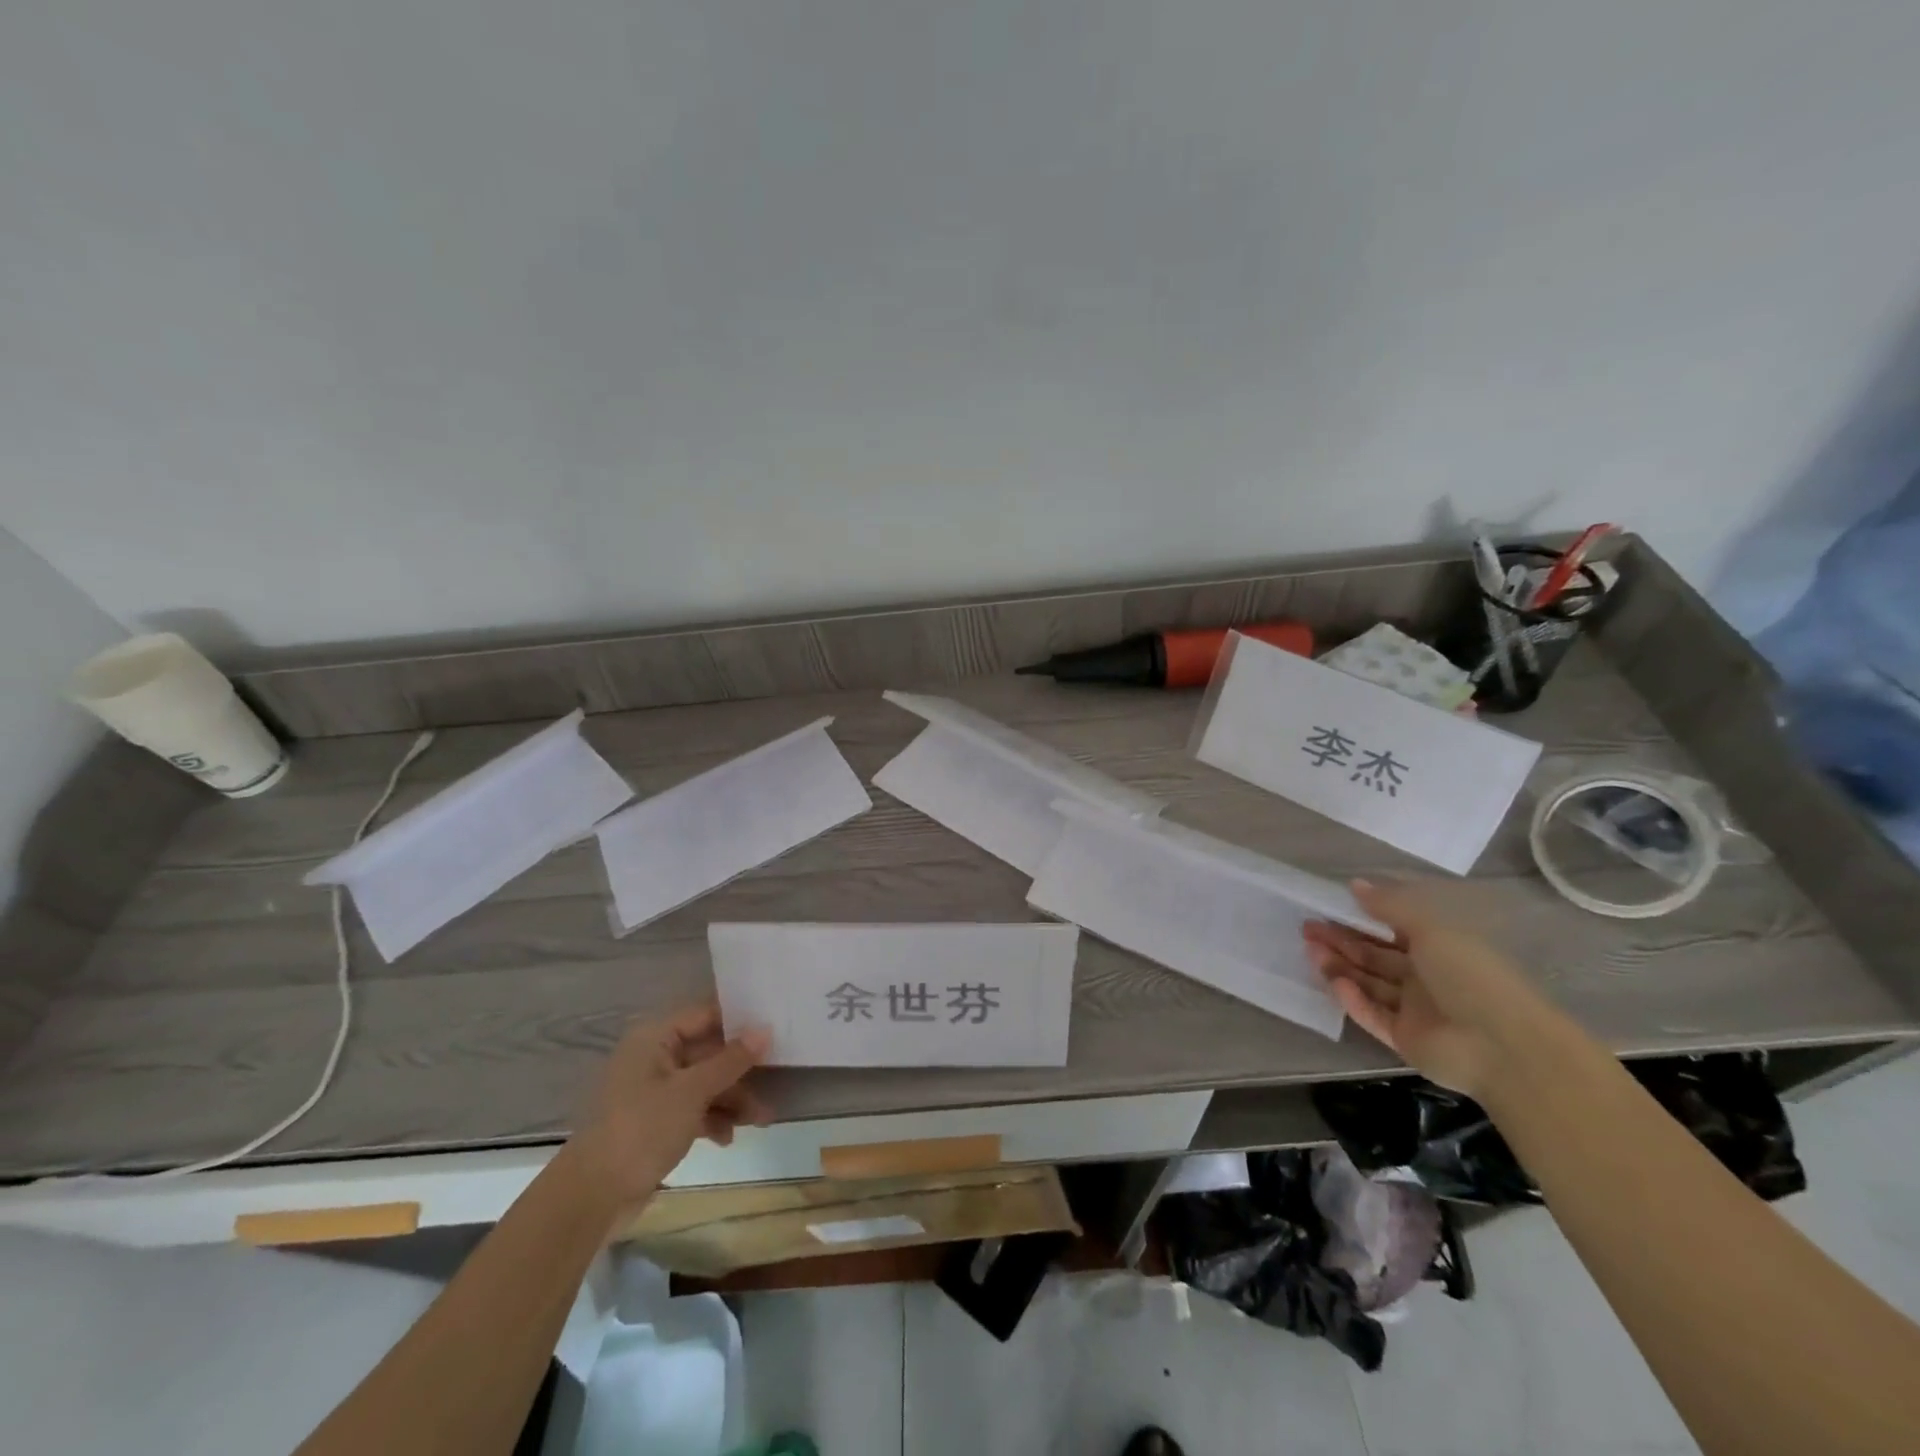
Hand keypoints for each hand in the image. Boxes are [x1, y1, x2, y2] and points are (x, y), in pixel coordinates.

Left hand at [567, 1005, 770, 1210]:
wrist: (591, 1197)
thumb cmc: (642, 1129)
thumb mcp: (692, 1092)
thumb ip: (731, 1060)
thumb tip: (765, 1029)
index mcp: (655, 1037)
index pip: (706, 1015)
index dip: (740, 1021)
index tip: (775, 1027)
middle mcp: (653, 1057)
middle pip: (707, 1051)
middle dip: (741, 1069)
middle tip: (778, 1077)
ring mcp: (653, 1091)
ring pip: (703, 1083)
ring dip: (732, 1098)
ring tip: (762, 1119)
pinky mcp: (654, 1121)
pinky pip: (692, 1108)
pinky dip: (712, 1118)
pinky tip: (729, 1138)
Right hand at [1302, 880, 1553, 1096]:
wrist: (1503, 1047)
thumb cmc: (1471, 975)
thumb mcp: (1431, 928)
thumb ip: (1390, 906)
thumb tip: (1355, 884)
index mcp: (1440, 948)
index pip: (1392, 930)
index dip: (1360, 918)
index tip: (1327, 907)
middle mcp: (1427, 977)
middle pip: (1375, 956)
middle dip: (1341, 941)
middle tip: (1307, 928)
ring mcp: (1416, 1010)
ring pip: (1369, 983)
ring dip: (1340, 966)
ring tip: (1310, 950)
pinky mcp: (1405, 1038)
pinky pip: (1372, 1015)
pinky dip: (1353, 999)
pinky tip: (1335, 983)